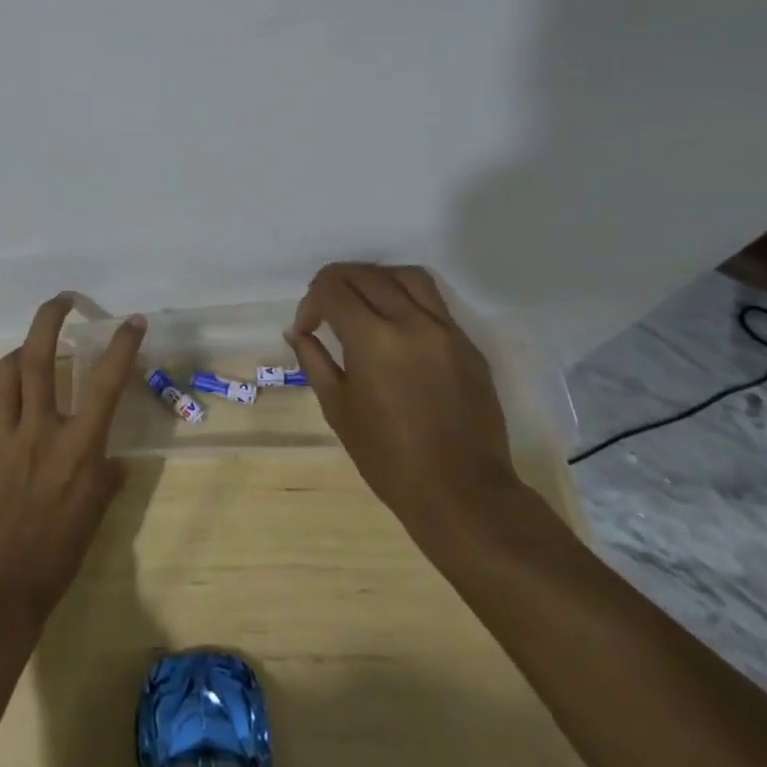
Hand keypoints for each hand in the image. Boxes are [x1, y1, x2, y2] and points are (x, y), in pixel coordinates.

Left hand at [0, 295, 146, 631]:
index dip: (122, 345)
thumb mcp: (95, 514)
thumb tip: (113, 458)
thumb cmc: (57, 554)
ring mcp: (1, 435)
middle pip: (41, 356)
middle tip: (62, 301)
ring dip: (20, 357)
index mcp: (79, 446)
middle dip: (51, 317)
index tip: (132, 320)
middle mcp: (41, 429)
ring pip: (6, 370)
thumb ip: (106, 476)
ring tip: (29, 362)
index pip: (106, 382)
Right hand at [286, 263, 521, 552]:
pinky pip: (434, 301)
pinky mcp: (468, 344)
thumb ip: (315, 361)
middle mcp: (411, 321)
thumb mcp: (338, 410)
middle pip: (365, 273)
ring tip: (362, 303)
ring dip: (375, 279)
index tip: (307, 328)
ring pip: (406, 275)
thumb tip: (298, 332)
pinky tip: (396, 325)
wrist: (463, 492)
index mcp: (373, 338)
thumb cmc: (389, 458)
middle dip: (335, 285)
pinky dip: (406, 298)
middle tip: (325, 311)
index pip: (332, 288)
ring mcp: (446, 329)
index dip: (311, 302)